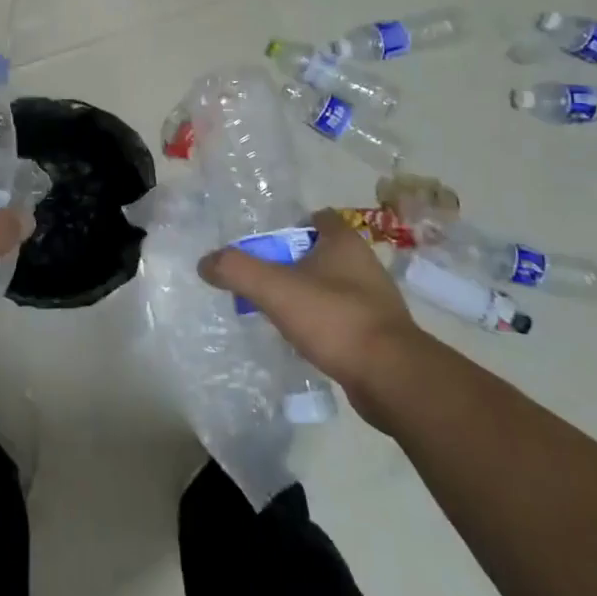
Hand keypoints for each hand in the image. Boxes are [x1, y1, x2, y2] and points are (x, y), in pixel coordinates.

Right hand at [198, 210, 424, 428]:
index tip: (263, 244)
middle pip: (319, 252)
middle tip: (260, 278)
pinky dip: (320, 323)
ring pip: (330, 286)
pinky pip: (340, 317)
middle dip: (291, 262)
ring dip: (305, 294)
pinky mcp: (378, 333)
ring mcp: (374, 300)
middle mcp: (364, 264)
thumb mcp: (275, 288)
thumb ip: (236, 269)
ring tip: (275, 310)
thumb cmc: (334, 318)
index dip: (288, 225)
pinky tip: (301, 338)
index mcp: (344, 242)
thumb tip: (205, 263)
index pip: (316, 217)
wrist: (391, 377)